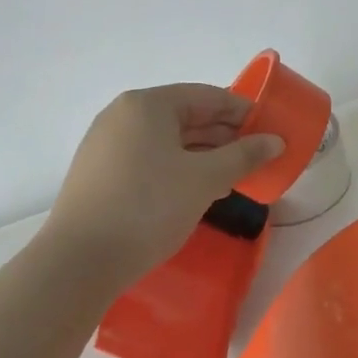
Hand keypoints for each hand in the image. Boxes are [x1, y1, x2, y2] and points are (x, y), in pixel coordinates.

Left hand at [44, 84, 283, 285]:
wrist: (80, 260)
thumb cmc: (149, 207)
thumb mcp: (205, 179)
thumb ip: (244, 155)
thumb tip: (276, 141)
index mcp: (147, 105)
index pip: (207, 96)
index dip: (243, 111)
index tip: (270, 131)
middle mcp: (122, 115)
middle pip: (185, 115)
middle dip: (224, 135)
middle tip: (257, 156)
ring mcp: (106, 145)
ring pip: (167, 140)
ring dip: (203, 154)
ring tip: (234, 175)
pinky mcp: (100, 173)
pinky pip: (149, 159)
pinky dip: (178, 167)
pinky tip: (197, 190)